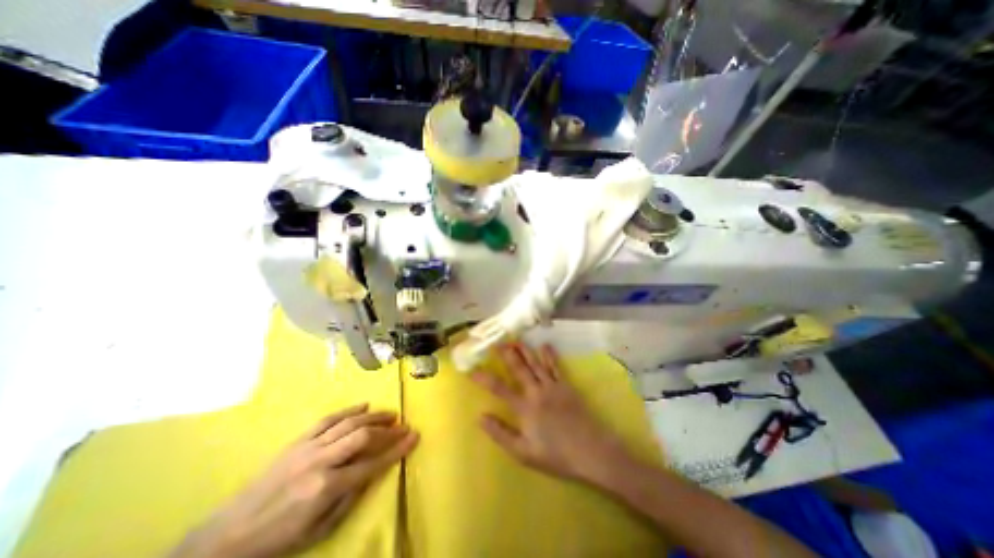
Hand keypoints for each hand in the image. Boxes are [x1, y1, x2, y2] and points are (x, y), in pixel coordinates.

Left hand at [169, 405, 416, 557]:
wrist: (228, 535)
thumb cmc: (280, 537)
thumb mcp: (320, 529)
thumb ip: (351, 497)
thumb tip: (374, 471)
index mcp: (327, 486)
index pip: (372, 463)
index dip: (396, 449)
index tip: (414, 437)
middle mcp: (321, 460)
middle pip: (363, 436)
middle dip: (388, 429)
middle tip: (404, 425)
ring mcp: (309, 447)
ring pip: (349, 422)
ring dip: (374, 416)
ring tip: (390, 414)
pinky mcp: (299, 440)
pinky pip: (329, 419)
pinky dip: (349, 410)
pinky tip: (364, 405)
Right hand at [472, 341, 632, 486]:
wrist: (591, 451)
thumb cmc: (556, 455)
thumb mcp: (523, 452)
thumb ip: (501, 433)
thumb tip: (480, 417)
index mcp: (524, 408)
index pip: (499, 388)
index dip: (484, 378)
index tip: (472, 369)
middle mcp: (536, 391)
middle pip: (518, 368)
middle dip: (506, 354)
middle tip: (497, 341)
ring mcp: (552, 386)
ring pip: (535, 363)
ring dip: (525, 350)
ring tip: (515, 339)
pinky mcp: (566, 386)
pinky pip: (555, 367)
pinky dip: (549, 355)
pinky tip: (545, 345)